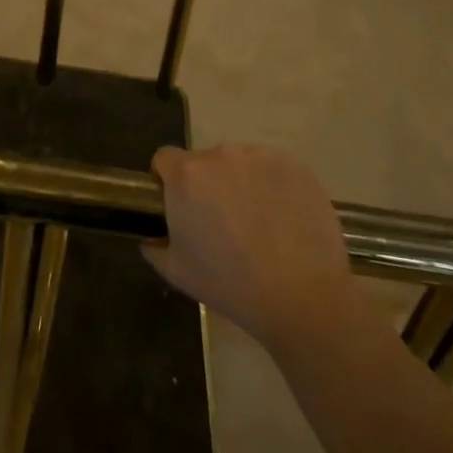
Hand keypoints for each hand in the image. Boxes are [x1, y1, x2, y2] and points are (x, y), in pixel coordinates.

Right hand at [144, 144, 357, 353]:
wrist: (302, 297)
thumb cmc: (230, 284)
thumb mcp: (177, 272)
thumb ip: (155, 247)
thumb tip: (151, 238)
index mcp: (187, 175)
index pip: (164, 158)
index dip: (168, 180)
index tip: (180, 206)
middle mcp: (220, 155)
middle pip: (205, 162)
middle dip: (208, 185)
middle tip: (222, 223)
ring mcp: (260, 157)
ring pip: (240, 164)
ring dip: (241, 184)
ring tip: (258, 224)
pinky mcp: (295, 166)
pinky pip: (273, 170)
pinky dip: (273, 187)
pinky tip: (283, 220)